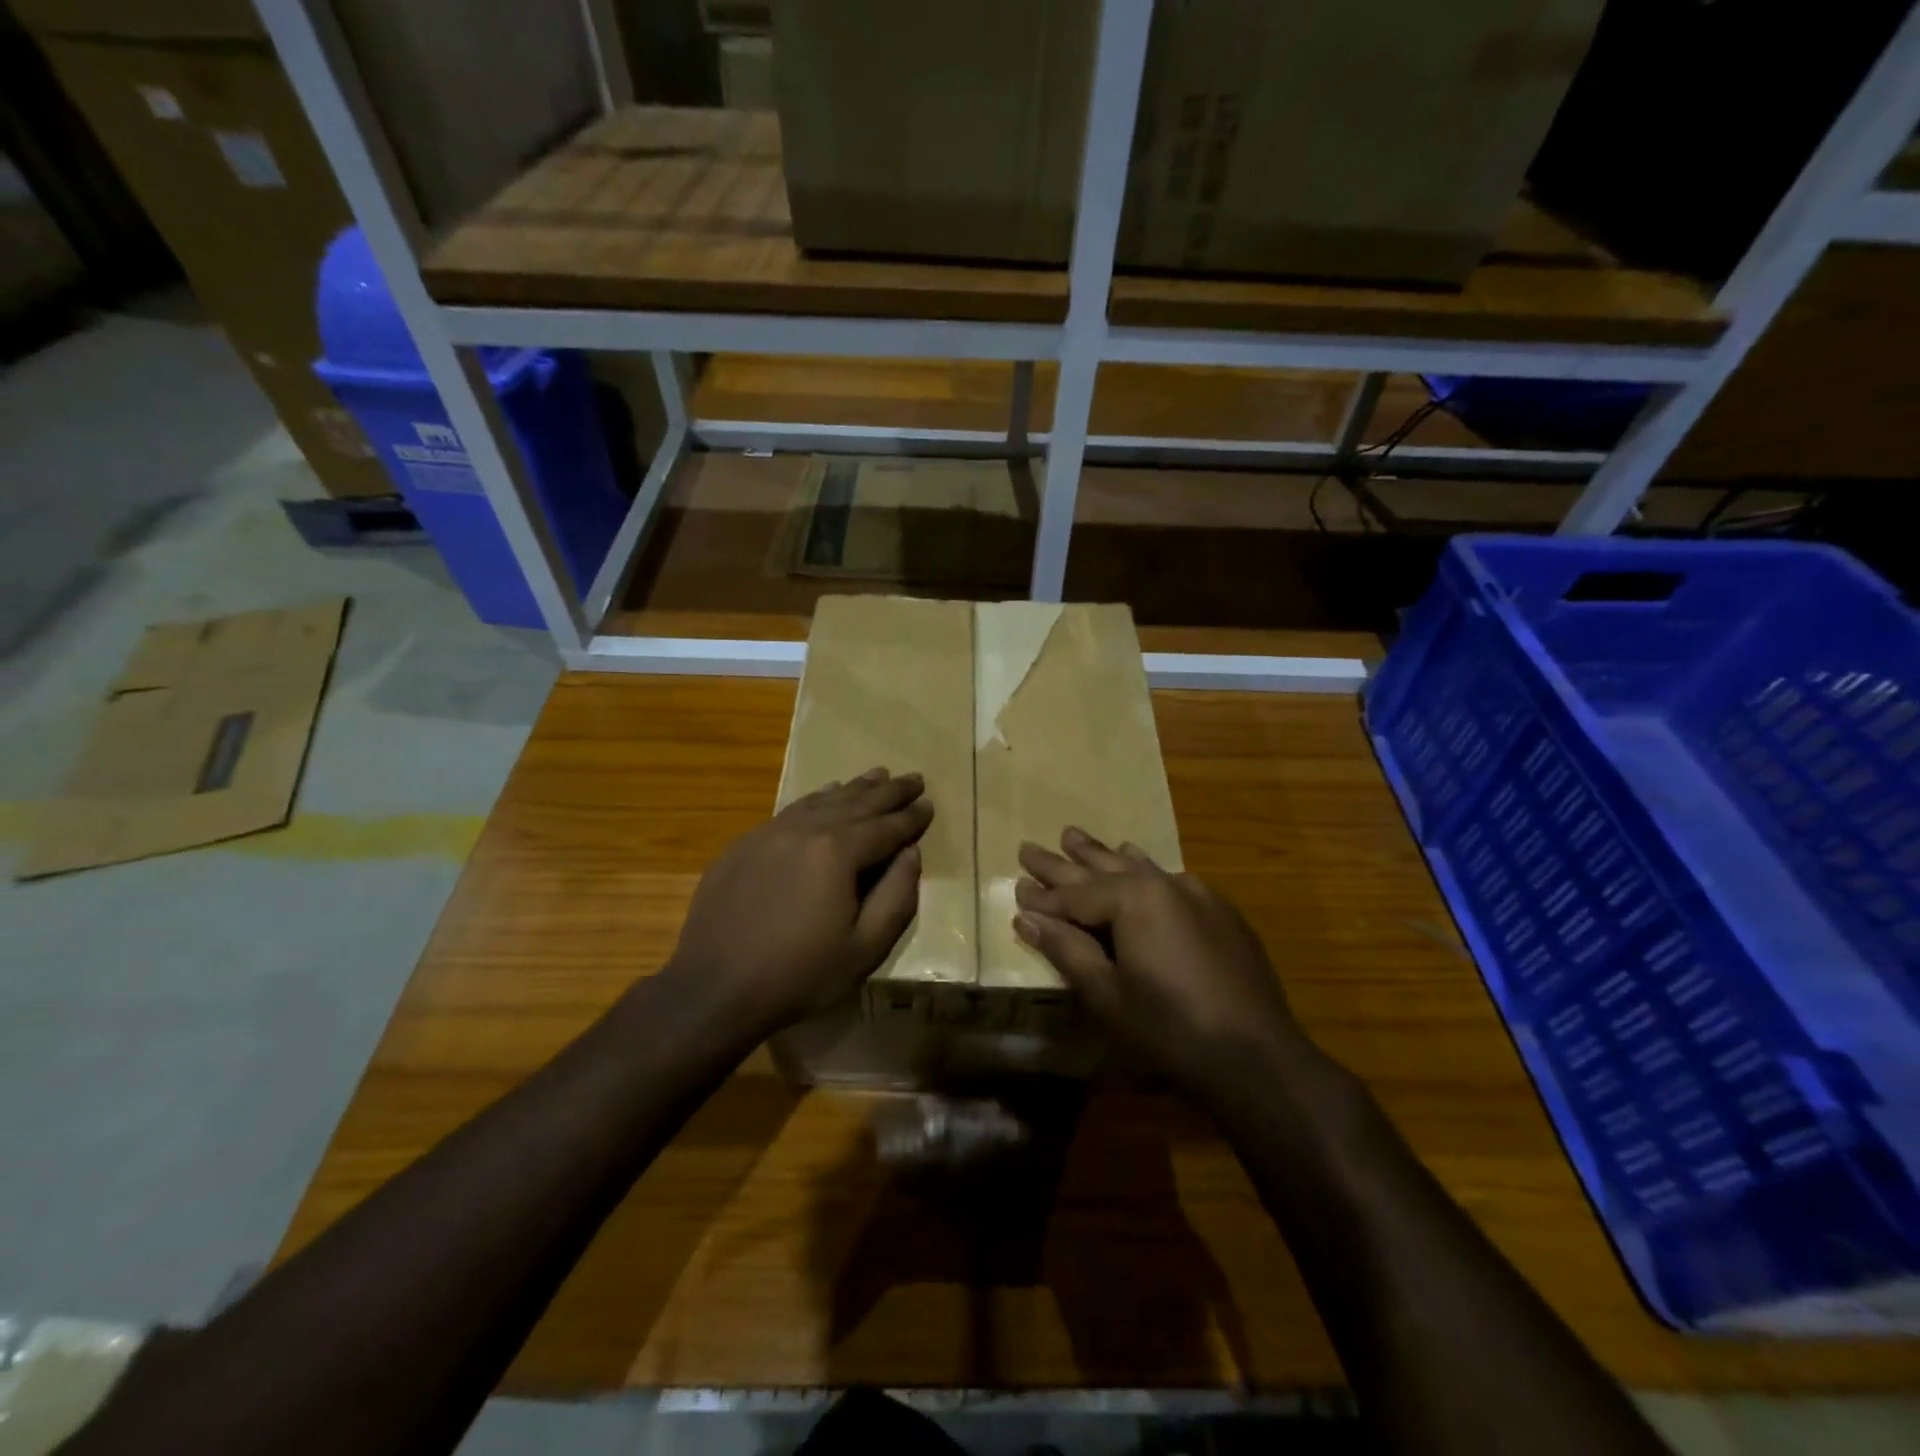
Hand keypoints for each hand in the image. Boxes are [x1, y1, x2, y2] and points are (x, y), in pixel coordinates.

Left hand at [667, 768, 932, 1037]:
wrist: (714, 988)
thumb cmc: (798, 975)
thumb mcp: (864, 948)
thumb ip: (896, 896)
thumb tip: (911, 853)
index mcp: (838, 852)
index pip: (886, 827)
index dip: (911, 817)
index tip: (930, 804)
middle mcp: (805, 830)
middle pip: (857, 803)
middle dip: (889, 791)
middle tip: (914, 778)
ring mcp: (771, 832)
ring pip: (822, 800)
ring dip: (855, 788)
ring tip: (878, 775)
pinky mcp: (746, 843)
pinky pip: (791, 810)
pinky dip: (817, 798)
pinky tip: (826, 793)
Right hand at [1013, 827, 1300, 1090]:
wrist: (1256, 1056)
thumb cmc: (1169, 1028)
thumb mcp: (1107, 993)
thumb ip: (1066, 948)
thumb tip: (1027, 918)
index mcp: (1133, 898)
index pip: (1074, 895)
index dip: (1042, 897)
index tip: (1016, 886)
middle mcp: (1164, 882)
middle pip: (1101, 869)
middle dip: (1063, 861)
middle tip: (1030, 847)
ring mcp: (1197, 893)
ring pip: (1137, 865)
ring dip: (1102, 855)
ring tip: (1075, 837)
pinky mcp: (1219, 911)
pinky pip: (1169, 879)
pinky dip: (1143, 871)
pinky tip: (1137, 861)